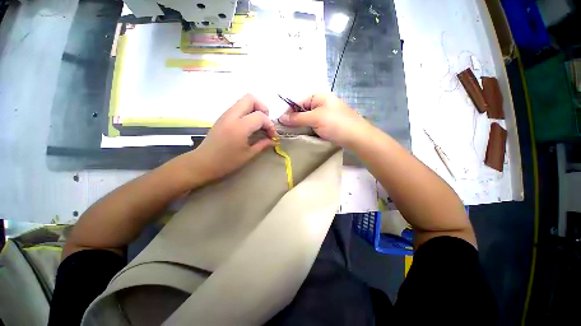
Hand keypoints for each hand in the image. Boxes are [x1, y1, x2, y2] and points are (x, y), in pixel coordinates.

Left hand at [184, 94, 276, 182]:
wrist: (203, 163)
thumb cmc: (226, 162)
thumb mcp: (248, 155)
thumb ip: (263, 145)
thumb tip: (273, 140)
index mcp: (239, 127)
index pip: (260, 116)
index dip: (270, 125)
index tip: (272, 136)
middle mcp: (232, 116)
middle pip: (251, 98)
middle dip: (263, 108)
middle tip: (265, 123)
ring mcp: (225, 114)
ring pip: (243, 101)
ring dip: (255, 109)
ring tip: (258, 125)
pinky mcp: (222, 117)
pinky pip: (238, 108)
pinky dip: (247, 113)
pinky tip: (249, 127)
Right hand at [278, 93, 370, 147]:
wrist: (357, 137)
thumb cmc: (336, 124)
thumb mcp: (315, 119)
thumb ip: (297, 118)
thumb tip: (281, 118)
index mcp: (317, 96)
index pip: (297, 102)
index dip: (288, 112)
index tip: (281, 124)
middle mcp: (320, 102)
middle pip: (301, 110)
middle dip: (294, 120)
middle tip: (287, 131)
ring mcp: (324, 113)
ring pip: (307, 119)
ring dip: (301, 126)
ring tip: (294, 134)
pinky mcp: (327, 123)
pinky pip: (313, 124)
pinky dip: (308, 129)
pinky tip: (305, 135)